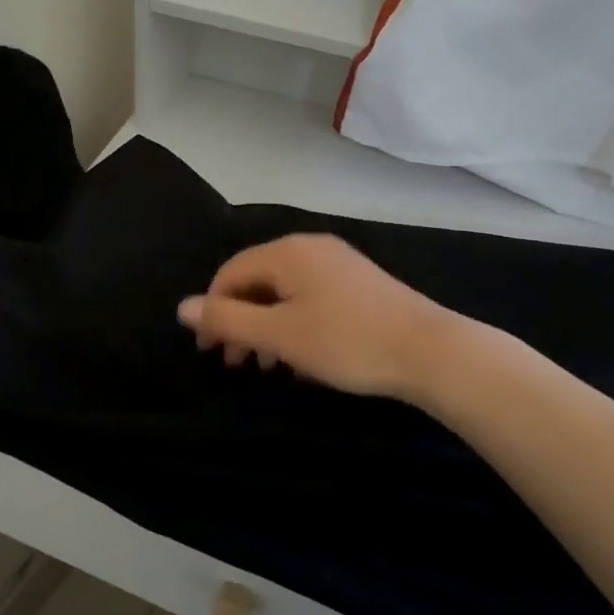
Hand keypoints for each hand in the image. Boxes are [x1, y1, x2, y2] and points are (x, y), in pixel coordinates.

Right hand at [178, 234, 479, 404]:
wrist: (431, 351)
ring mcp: (338, 263)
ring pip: (285, 292)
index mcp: (286, 253)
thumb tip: (182, 307)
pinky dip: (295, 324)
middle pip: (257, 280)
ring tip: (266, 366)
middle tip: (234, 363)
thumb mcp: (280, 335)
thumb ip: (228, 319)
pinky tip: (302, 358)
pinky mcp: (359, 283)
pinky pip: (311, 298)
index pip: (231, 273)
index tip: (209, 351)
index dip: (212, 311)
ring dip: (266, 327)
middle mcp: (310, 248)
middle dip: (239, 321)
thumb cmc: (346, 342)